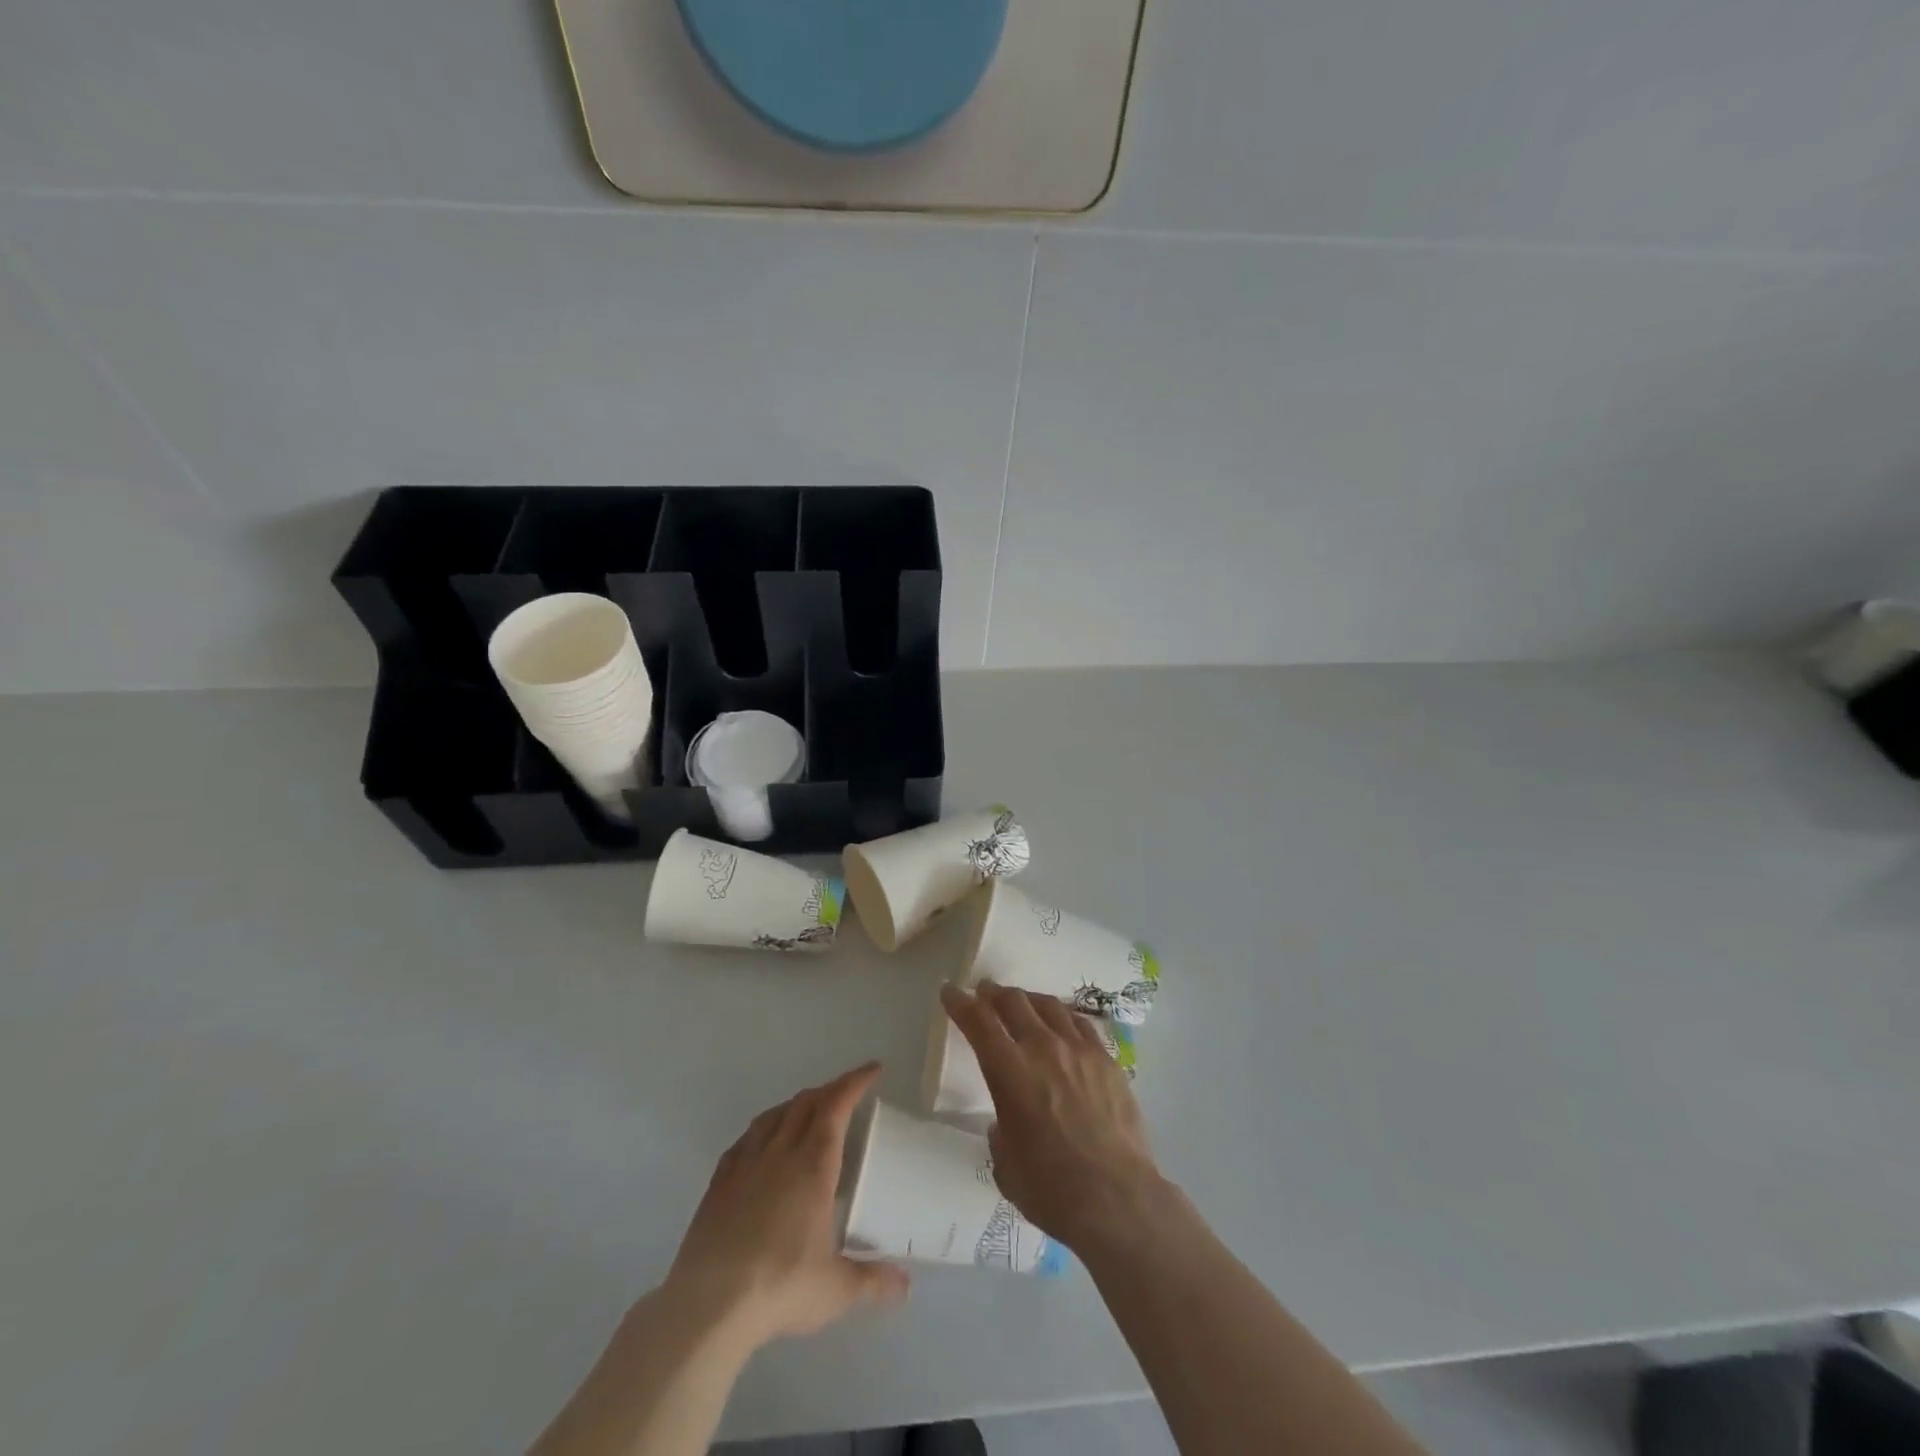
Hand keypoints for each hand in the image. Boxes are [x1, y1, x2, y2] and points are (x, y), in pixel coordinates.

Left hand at [663, 1063, 909, 1349]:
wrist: (708, 1307)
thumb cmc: (780, 1287)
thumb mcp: (836, 1290)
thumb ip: (873, 1281)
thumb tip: (905, 1286)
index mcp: (813, 1165)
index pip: (836, 1105)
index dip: (855, 1082)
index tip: (873, 1070)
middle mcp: (780, 1153)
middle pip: (806, 1102)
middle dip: (830, 1090)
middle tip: (847, 1094)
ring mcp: (745, 1165)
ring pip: (773, 1115)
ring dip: (795, 1105)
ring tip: (807, 1112)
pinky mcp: (718, 1183)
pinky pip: (744, 1140)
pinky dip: (762, 1130)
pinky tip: (762, 1144)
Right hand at [940, 981, 1170, 1258]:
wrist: (1118, 1199)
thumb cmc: (1052, 1191)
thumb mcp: (1006, 1167)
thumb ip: (1000, 1135)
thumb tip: (1006, 1124)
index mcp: (1010, 1072)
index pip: (978, 1022)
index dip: (960, 1003)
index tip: (950, 992)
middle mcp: (1043, 1049)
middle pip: (1014, 1002)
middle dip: (993, 993)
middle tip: (985, 993)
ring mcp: (1079, 1050)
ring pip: (1048, 1005)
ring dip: (1028, 1000)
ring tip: (1022, 1003)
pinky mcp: (1107, 1060)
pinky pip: (1079, 1024)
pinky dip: (1062, 1016)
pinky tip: (1060, 1023)